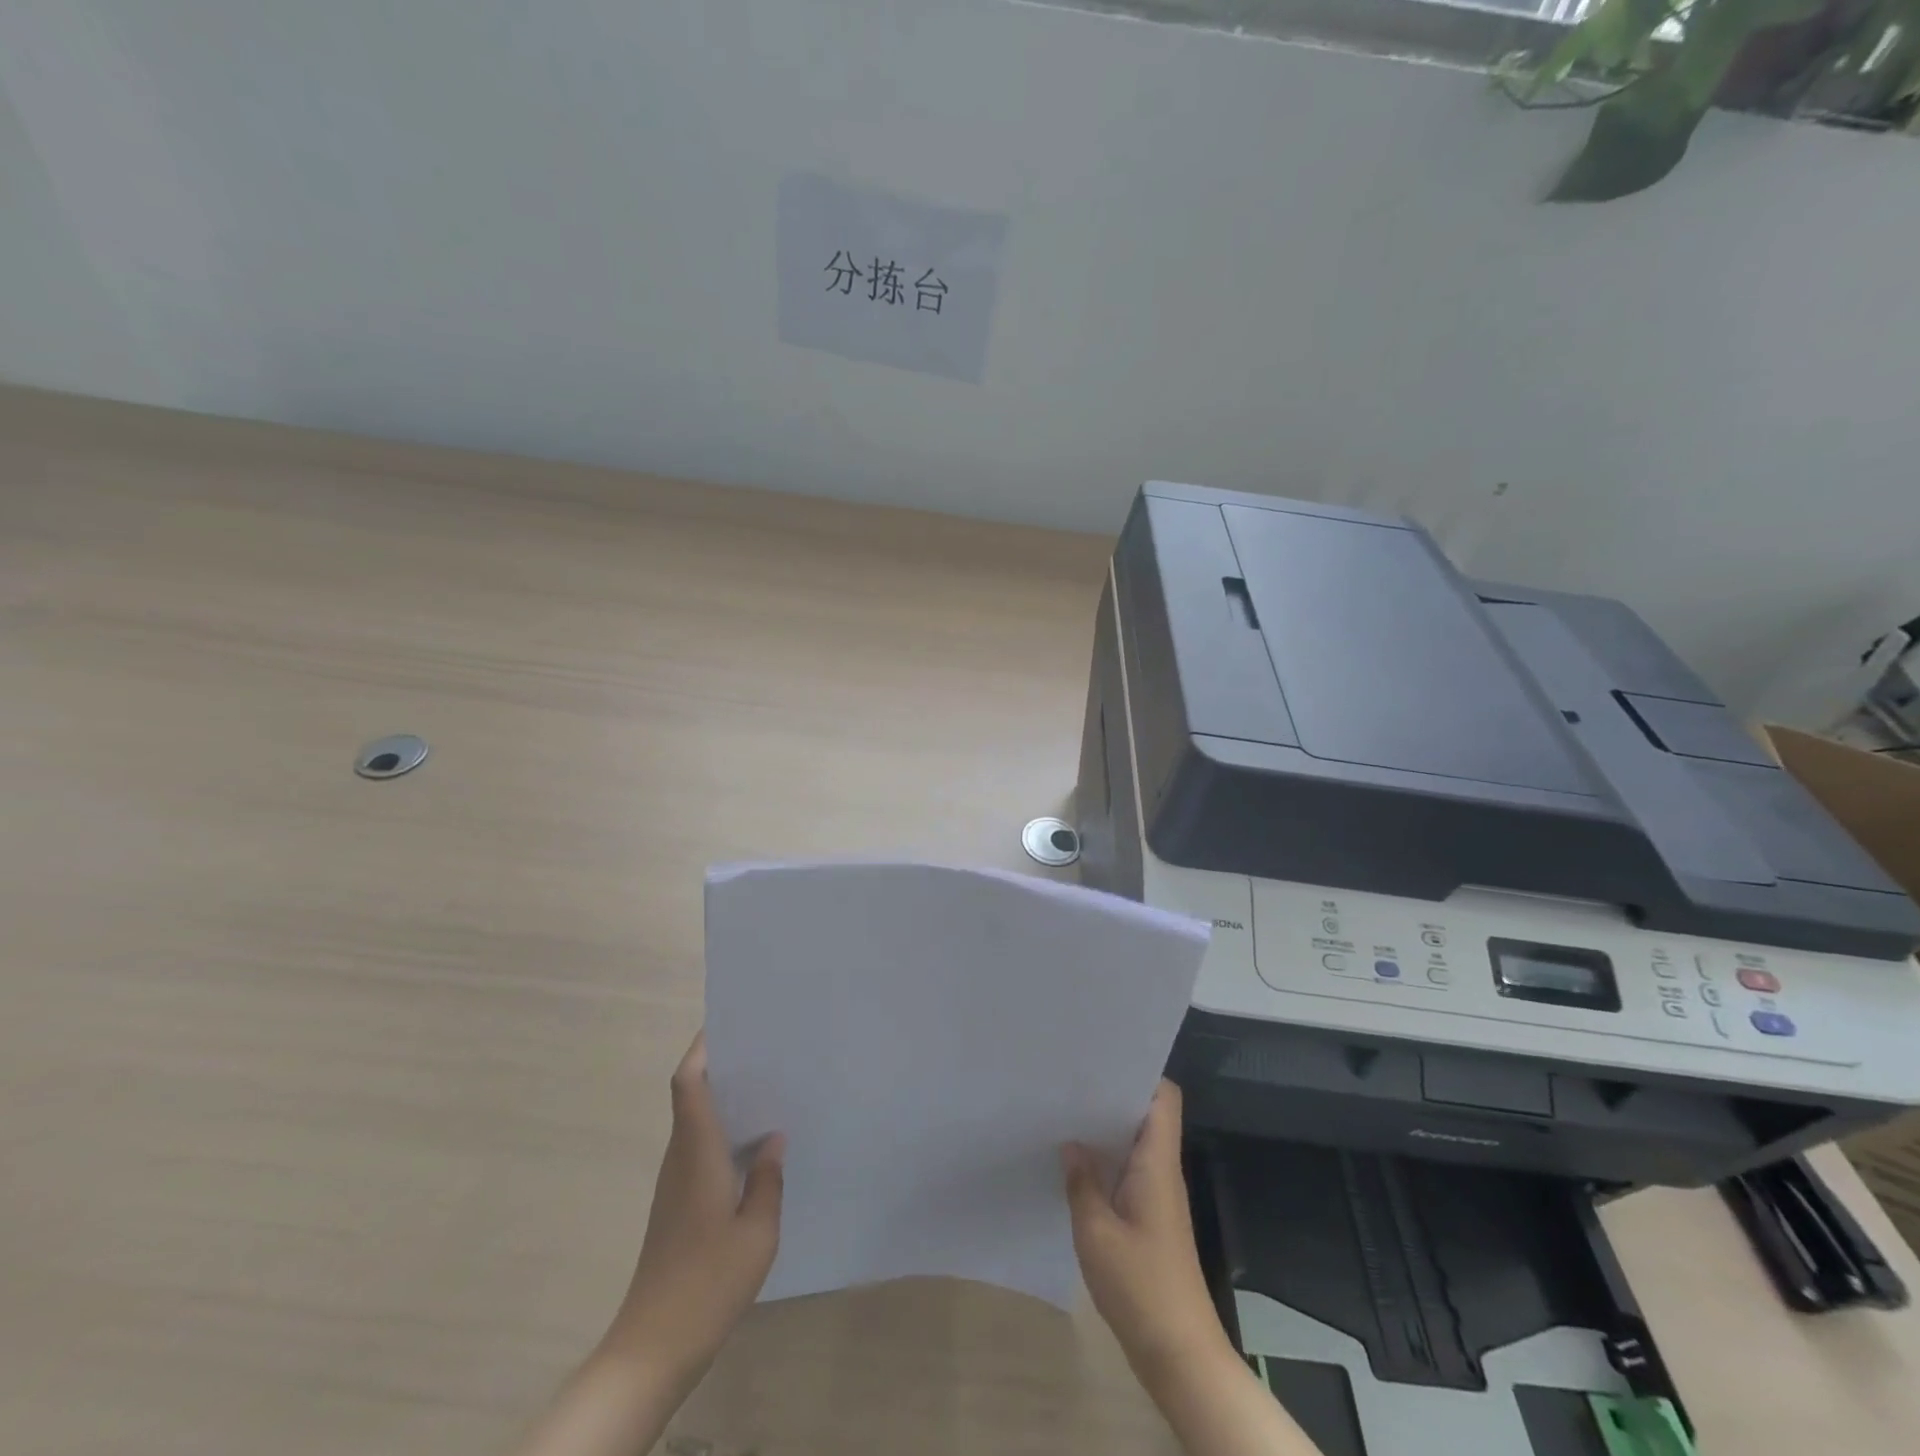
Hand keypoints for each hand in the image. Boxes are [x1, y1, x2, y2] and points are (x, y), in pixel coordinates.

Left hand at [605, 1031, 784, 1384]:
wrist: (653, 1346)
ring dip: (724, 1099)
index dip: (702, 1047)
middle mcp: (681, 1157)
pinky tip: (756, 1147)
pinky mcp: (678, 1205)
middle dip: (721, 1064)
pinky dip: (724, 1132)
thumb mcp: (757, 1231)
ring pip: (696, 1122)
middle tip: (766, 1049)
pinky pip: (700, 1149)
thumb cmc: (708, 1282)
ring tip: (769, 1088)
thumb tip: (774, 1139)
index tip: (729, 1022)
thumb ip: (768, 1179)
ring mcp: (675, 1183)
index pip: (688, 1082)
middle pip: (691, 1094)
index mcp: (697, 1151)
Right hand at [1061, 1080, 1233, 1388]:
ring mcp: (1159, 1197)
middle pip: (1146, 1115)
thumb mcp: (1096, 1232)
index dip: (1141, 1072)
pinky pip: (1130, 1173)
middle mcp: (1163, 1171)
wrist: (1179, 1354)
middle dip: (1112, 1096)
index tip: (1102, 1060)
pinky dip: (1107, 1163)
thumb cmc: (1141, 1285)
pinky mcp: (1151, 1220)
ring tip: (1065, 1115)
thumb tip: (1071, 1143)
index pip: (1164, 1098)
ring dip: (1106, 1131)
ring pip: (1136, 1145)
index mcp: (1157, 1163)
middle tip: (1070, 1082)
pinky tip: (1076, 1167)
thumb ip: (1081, 1182)